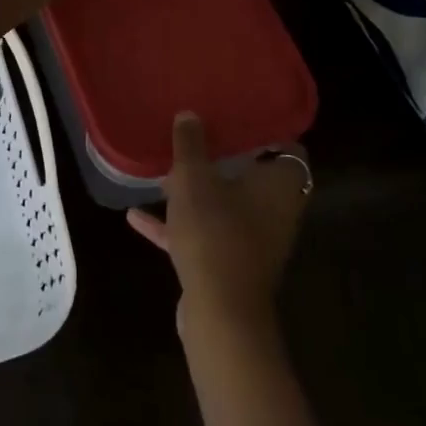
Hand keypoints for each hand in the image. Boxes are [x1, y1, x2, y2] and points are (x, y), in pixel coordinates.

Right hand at [127, 113, 311, 330]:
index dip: (266, 130)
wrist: (220, 310)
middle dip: (225, 159)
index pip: (287, 148)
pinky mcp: (230, 264)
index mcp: (279, 185)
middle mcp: (275, 211)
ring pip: (227, 206)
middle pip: (254, 177)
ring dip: (198, 192)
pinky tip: (137, 216)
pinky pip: (204, 234)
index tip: (238, 115)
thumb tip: (190, 114)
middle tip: (197, 136)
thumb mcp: (193, 178)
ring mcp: (254, 241)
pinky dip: (177, 225)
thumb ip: (190, 144)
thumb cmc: (214, 231)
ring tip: (165, 172)